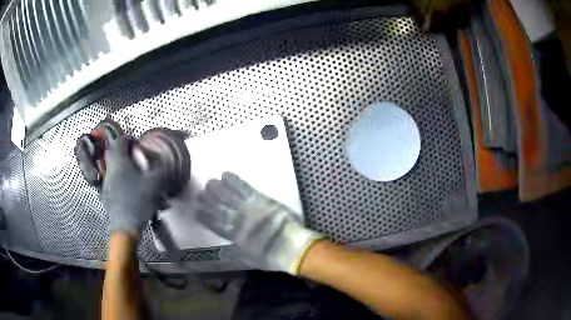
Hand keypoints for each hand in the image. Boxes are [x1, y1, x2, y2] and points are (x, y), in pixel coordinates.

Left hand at [101, 133, 166, 238]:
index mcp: (119, 162)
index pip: (121, 140)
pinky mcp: (108, 196)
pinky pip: (117, 183)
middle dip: (130, 156)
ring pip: (118, 170)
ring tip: (141, 181)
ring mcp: (107, 183)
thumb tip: (168, 163)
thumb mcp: (154, 184)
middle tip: (141, 162)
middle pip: (118, 155)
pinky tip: (136, 195)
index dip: (130, 138)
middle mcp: (110, 169)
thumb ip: (162, 171)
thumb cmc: (137, 201)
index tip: (138, 143)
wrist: (125, 227)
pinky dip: (125, 184)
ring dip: (129, 171)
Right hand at [197, 172, 324, 274]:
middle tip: (199, 193)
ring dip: (218, 189)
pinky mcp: (260, 199)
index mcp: (235, 236)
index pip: (216, 225)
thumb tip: (221, 252)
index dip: (206, 218)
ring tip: (209, 182)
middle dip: (209, 201)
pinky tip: (225, 174)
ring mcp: (248, 208)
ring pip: (229, 196)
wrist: (291, 247)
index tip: (196, 211)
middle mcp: (238, 221)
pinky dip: (234, 181)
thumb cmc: (272, 256)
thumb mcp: (250, 259)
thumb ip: (234, 254)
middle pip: (220, 209)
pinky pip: (243, 188)